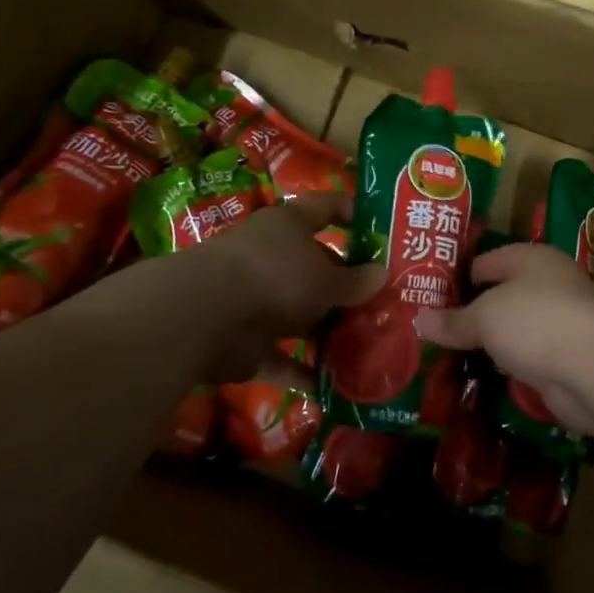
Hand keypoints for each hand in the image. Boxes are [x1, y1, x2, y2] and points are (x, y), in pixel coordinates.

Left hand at [83, 190, 381, 386]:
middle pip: (317, 268)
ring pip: (302, 315)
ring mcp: (257, 301)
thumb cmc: (275, 277)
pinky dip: (307, 371)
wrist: (206, 317)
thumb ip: (356, 281)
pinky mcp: (247, 342)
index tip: (382, 227)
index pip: (326, 207)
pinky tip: (340, 385)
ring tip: (372, 344)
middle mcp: (272, 258)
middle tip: (388, 302)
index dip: (353, 212)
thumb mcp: (326, 278)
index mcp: (289, 227)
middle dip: (348, 286)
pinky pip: (285, 357)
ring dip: (330, 330)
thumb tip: (383, 274)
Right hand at [414, 244, 593, 436]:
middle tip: (431, 331)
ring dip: (490, 343)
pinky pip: (526, 356)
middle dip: (470, 313)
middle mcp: (548, 284)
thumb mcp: (484, 317)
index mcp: (531, 258)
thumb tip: (417, 320)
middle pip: (500, 295)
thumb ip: (452, 320)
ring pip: (514, 328)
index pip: (484, 262)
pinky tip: (482, 375)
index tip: (425, 300)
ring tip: (449, 355)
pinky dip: (508, 365)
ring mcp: (560, 321)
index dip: (455, 278)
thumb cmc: (535, 322)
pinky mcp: (566, 356)